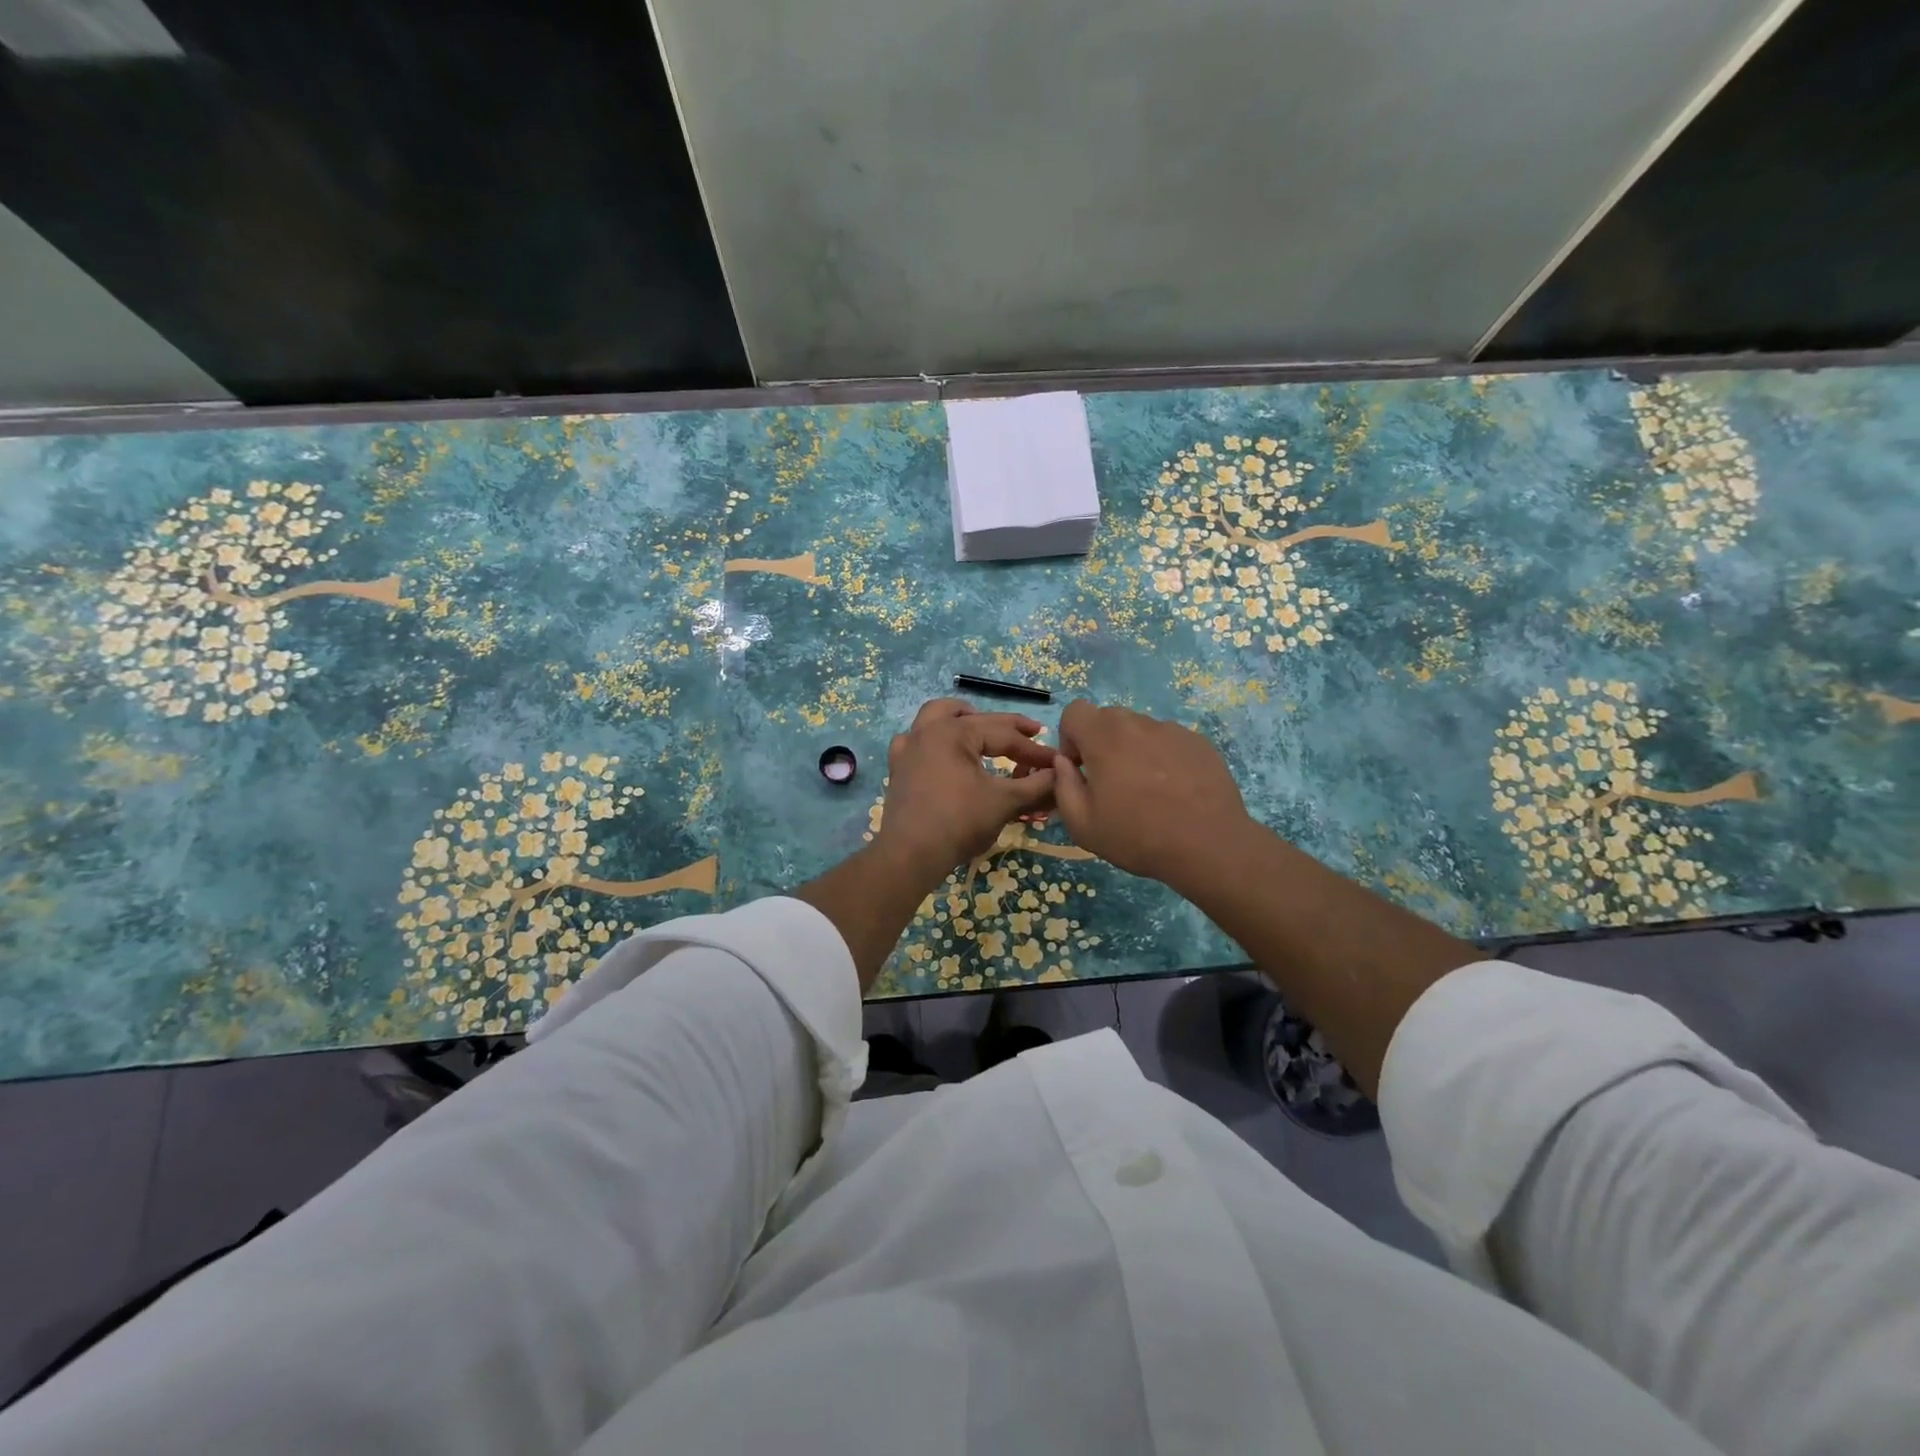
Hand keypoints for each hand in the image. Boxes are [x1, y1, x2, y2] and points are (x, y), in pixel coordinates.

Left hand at [875, 699, 1058, 882]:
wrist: (911, 855)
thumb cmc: (959, 823)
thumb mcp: (1004, 803)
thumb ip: (1036, 785)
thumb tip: (1062, 774)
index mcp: (954, 732)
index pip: (1004, 735)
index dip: (1033, 749)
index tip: (1057, 761)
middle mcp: (928, 730)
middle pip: (974, 719)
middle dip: (1006, 726)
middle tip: (1031, 732)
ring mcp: (909, 748)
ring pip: (936, 716)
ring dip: (961, 717)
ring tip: (980, 725)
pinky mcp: (898, 768)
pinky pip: (914, 740)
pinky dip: (932, 739)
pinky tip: (941, 751)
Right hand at [1049, 699, 1253, 891]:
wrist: (1208, 845)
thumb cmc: (1137, 836)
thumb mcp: (1082, 824)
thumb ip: (1063, 785)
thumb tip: (1064, 764)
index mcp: (1104, 737)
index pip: (1075, 711)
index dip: (1070, 737)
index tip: (1080, 768)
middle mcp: (1138, 723)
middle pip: (1108, 718)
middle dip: (1101, 743)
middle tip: (1111, 783)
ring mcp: (1172, 730)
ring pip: (1140, 730)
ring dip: (1133, 750)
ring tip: (1148, 791)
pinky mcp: (1199, 743)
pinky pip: (1168, 742)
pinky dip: (1163, 758)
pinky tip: (1174, 792)